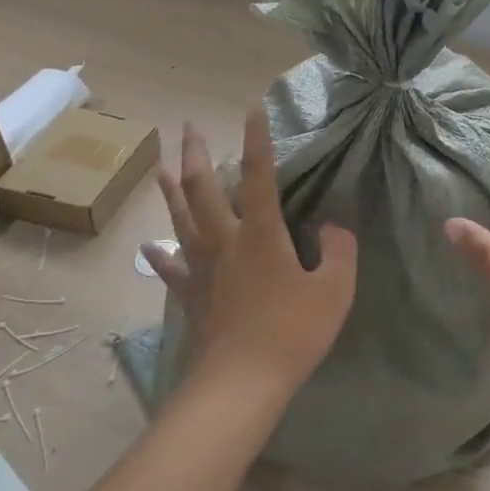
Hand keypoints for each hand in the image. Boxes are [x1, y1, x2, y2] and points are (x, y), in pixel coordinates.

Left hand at [141, 106, 357, 401]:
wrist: (241, 383)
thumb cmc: (291, 333)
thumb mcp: (334, 291)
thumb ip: (339, 251)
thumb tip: (333, 226)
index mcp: (261, 233)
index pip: (260, 175)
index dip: (257, 139)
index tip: (251, 107)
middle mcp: (225, 240)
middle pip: (204, 188)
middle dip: (197, 153)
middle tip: (189, 126)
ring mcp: (202, 267)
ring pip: (181, 218)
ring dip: (172, 189)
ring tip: (164, 165)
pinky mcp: (190, 295)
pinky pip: (171, 268)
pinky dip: (160, 255)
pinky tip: (150, 247)